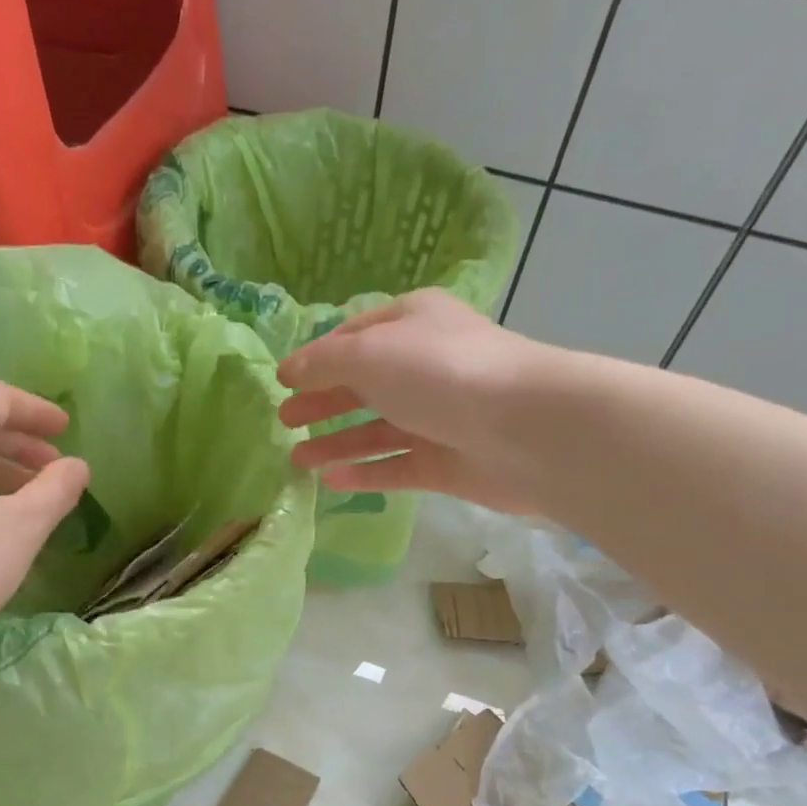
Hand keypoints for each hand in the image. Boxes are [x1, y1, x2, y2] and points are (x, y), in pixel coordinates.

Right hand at [276, 289, 549, 515]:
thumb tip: (290, 371)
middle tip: (284, 422)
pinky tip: (332, 482)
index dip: (317, 359)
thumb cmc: (441, 373)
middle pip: (363, 385)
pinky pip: (396, 466)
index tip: (283, 382)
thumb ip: (324, 363)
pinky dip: (365, 473)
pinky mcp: (446, 462)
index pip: (355, 337)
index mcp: (413, 323)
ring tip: (298, 460)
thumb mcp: (370, 354)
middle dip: (323, 402)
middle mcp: (425, 366)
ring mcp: (437, 417)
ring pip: (377, 430)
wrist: (523, 428)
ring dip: (337, 442)